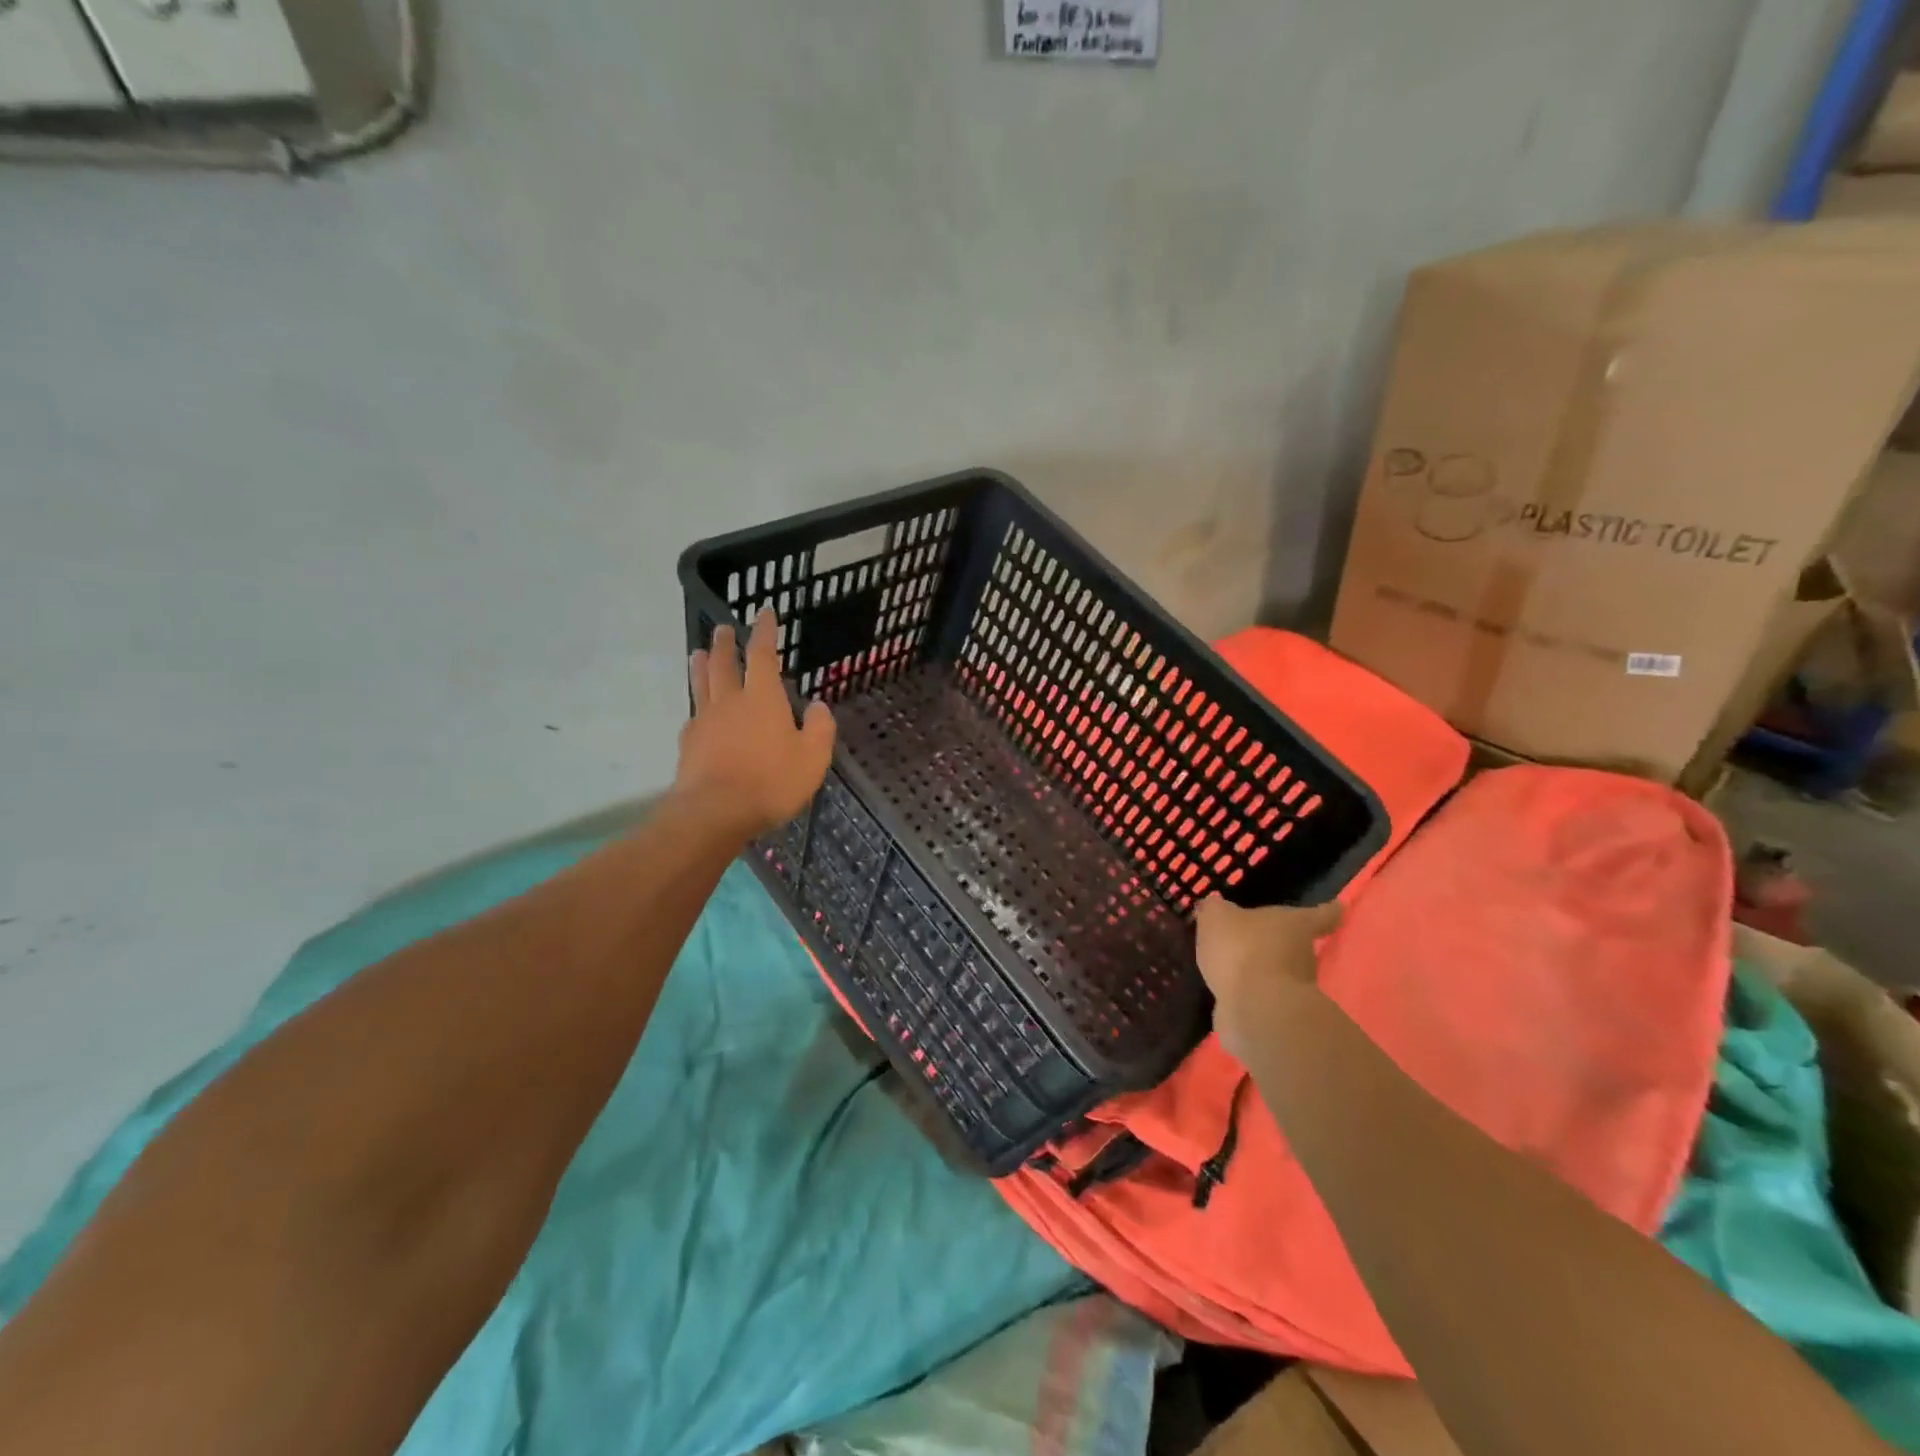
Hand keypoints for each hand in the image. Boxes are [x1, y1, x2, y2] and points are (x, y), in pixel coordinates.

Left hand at [676, 610, 835, 839]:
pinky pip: (693, 715)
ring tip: (699, 653)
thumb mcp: (812, 757)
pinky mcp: (689, 744)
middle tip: (723, 629)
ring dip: (702, 666)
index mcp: (763, 698)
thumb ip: (820, 728)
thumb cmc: (772, 782)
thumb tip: (819, 706)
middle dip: (726, 644)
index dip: (765, 632)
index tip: (764, 613)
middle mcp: (730, 701)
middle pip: (725, 664)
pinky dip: (697, 706)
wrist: (716, 812)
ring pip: (702, 684)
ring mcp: (705, 721)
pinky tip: (697, 711)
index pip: (763, 655)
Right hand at [1194, 896, 1342, 1060]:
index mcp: (1296, 925)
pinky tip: (1226, 990)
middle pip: (1295, 945)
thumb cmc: (1244, 950)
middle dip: (1277, 943)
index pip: (1321, 915)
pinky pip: (1260, 997)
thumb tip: (1215, 907)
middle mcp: (1303, 956)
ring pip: (1277, 973)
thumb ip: (1215, 909)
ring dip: (1259, 970)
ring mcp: (1294, 989)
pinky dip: (1247, 994)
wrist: (1256, 1011)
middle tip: (1252, 937)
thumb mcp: (1217, 918)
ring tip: (1231, 965)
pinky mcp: (1279, 1017)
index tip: (1336, 908)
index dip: (1328, 910)